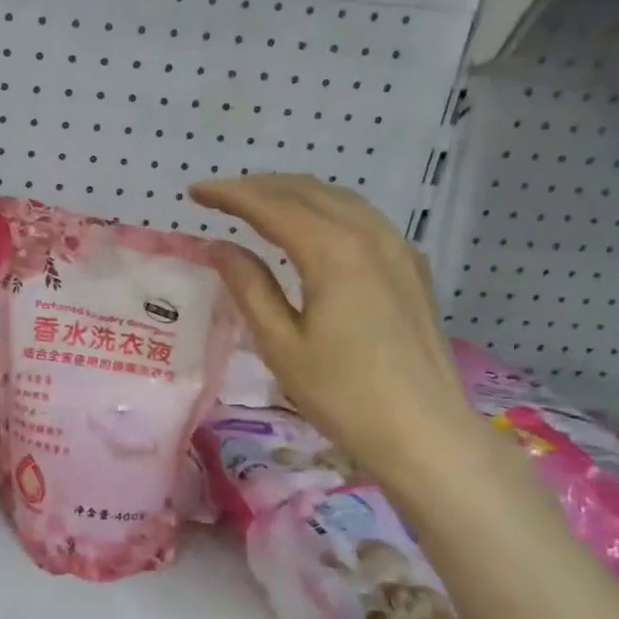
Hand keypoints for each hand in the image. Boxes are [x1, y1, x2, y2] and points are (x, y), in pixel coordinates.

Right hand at [190, 174, 481, 487]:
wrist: (423, 431)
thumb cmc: (342, 394)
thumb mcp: (280, 344)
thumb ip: (249, 287)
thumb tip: (219, 247)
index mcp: (332, 251)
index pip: (271, 205)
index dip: (230, 194)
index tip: (196, 191)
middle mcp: (369, 234)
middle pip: (307, 192)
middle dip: (260, 187)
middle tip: (221, 196)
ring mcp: (398, 247)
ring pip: (339, 199)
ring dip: (294, 194)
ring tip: (259, 204)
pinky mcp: (412, 266)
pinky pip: (364, 218)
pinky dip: (327, 210)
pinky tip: (314, 228)